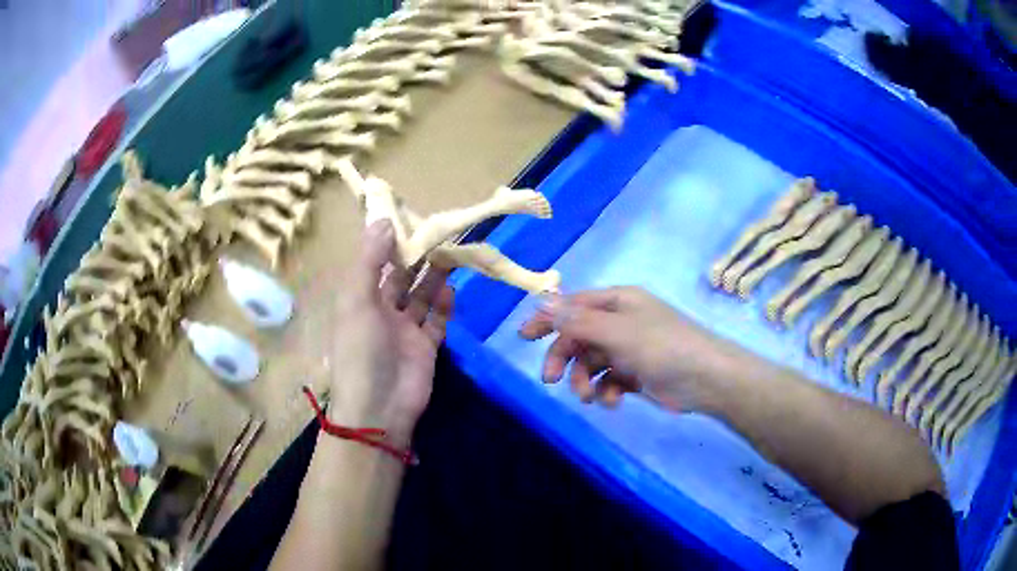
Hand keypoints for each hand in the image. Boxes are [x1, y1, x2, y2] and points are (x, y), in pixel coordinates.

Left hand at [328, 220, 453, 441]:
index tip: (409, 220)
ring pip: (421, 297)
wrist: (380, 407)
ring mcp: (404, 331)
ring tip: (450, 253)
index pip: (374, 265)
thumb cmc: (361, 350)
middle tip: (438, 233)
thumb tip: (383, 220)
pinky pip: (436, 321)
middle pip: (401, 279)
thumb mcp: (356, 300)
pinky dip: (443, 306)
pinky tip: (451, 289)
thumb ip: (369, 261)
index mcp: (359, 300)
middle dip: (417, 258)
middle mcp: (381, 312)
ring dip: (433, 277)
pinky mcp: (426, 347)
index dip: (389, 244)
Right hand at [519, 286, 740, 411]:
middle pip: (579, 337)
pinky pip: (609, 380)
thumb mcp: (618, 332)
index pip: (573, 305)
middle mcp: (621, 322)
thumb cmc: (664, 347)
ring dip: (585, 380)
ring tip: (590, 398)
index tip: (523, 337)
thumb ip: (579, 321)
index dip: (548, 319)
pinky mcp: (636, 374)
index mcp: (618, 302)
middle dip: (565, 358)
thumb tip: (543, 303)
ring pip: (591, 362)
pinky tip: (613, 402)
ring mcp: (629, 349)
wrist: (707, 380)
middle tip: (552, 380)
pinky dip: (606, 391)